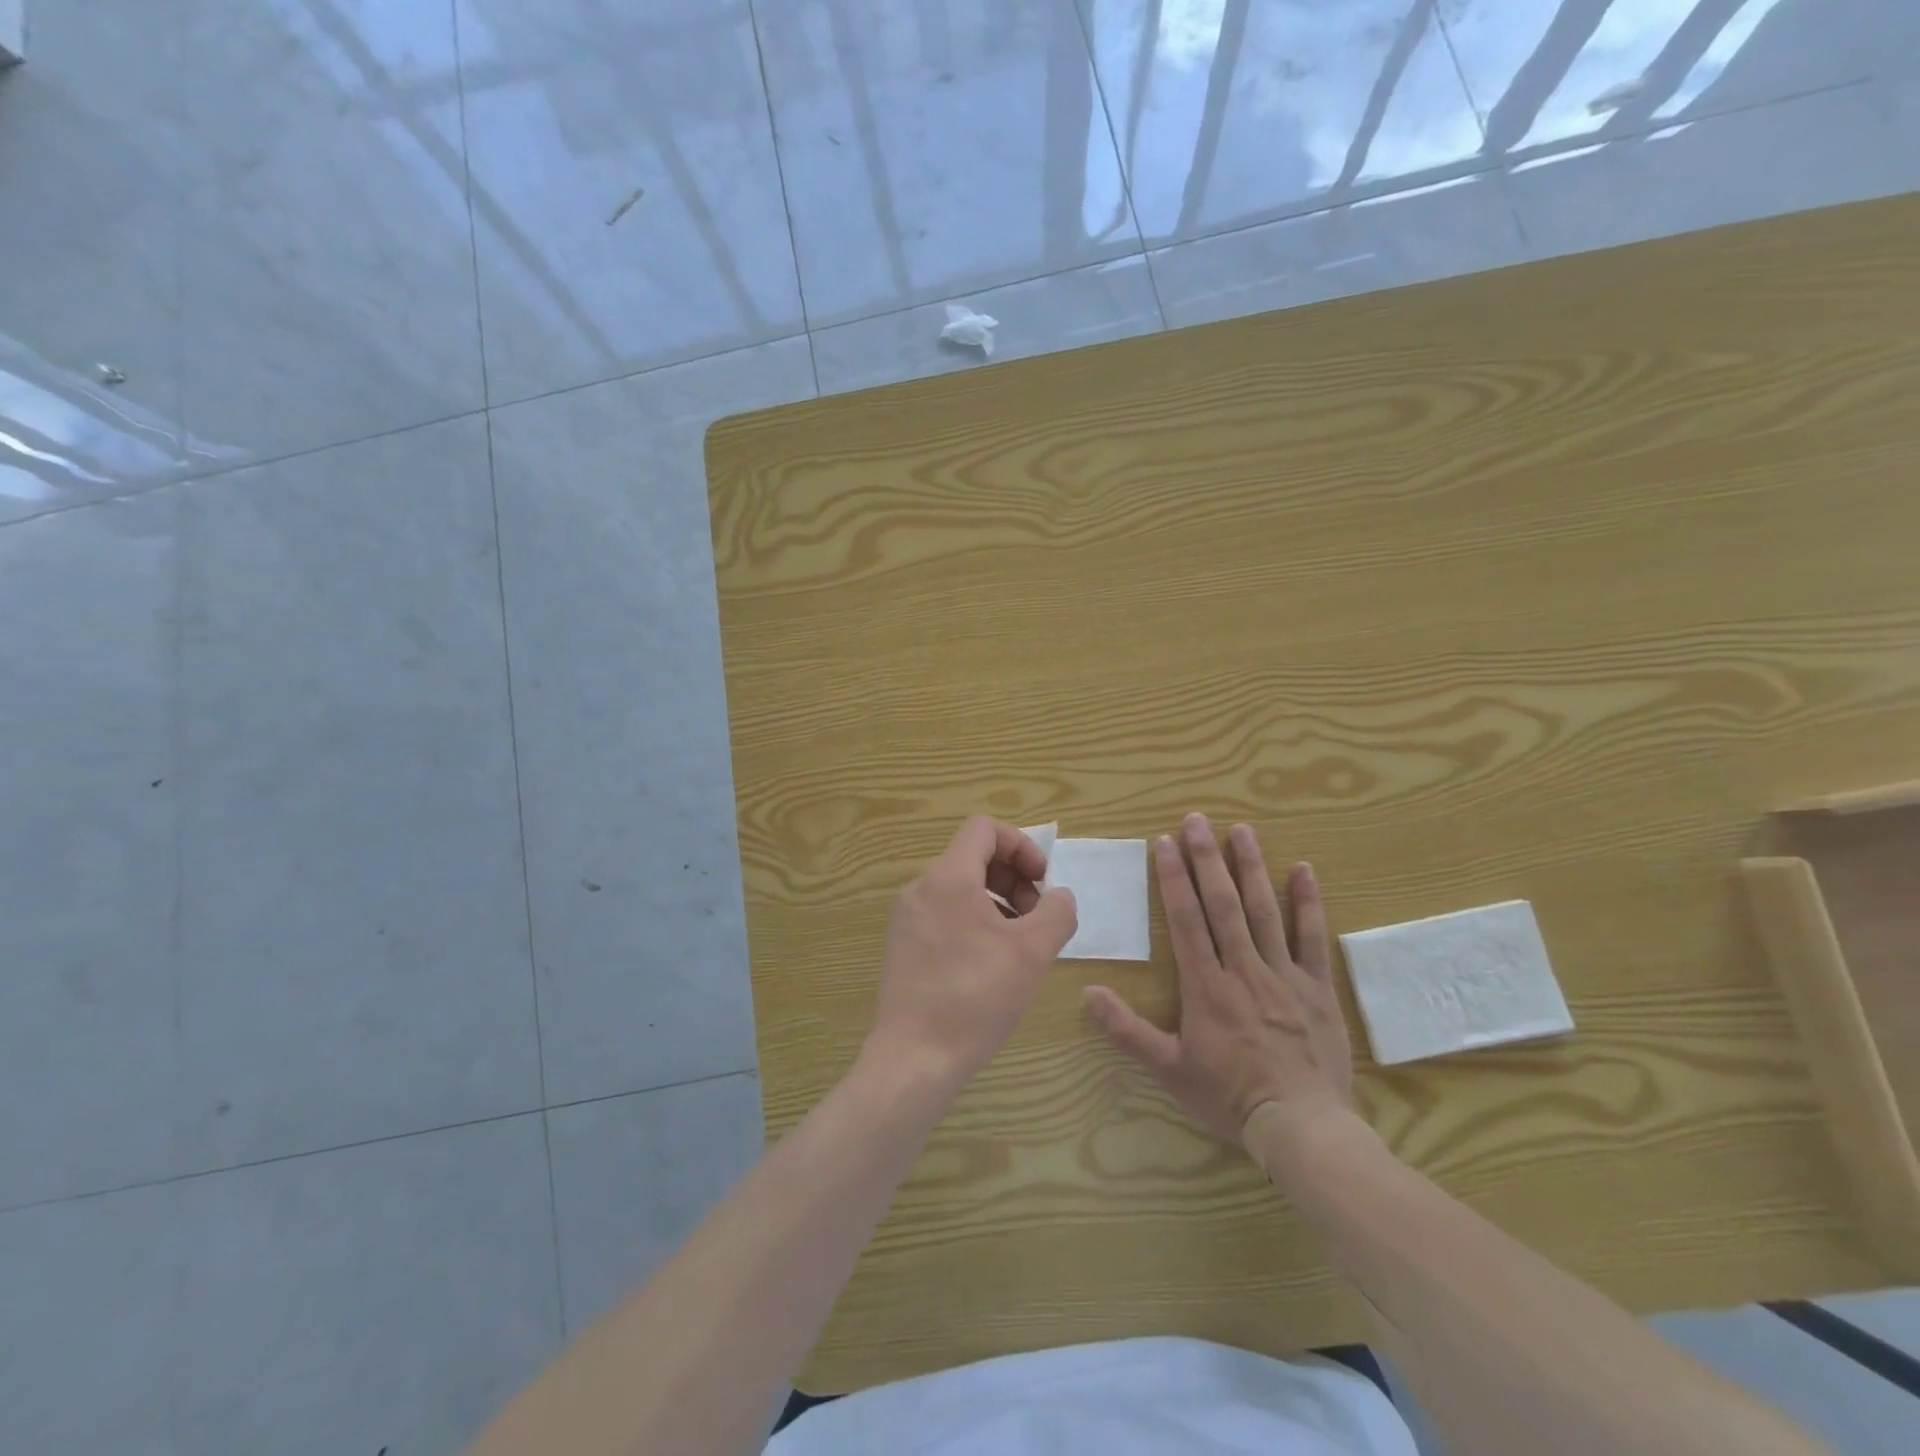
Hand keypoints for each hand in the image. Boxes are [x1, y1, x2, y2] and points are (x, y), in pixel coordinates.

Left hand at [866, 816, 1077, 1089]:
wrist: (914, 1058)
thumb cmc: (976, 998)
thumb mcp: (1033, 952)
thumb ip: (1057, 912)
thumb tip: (1058, 897)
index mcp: (948, 877)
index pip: (984, 829)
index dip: (1021, 845)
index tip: (1041, 883)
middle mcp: (921, 887)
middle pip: (973, 856)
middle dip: (1013, 877)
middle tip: (1036, 918)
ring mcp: (907, 917)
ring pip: (960, 887)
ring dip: (997, 901)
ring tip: (1019, 944)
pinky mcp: (902, 944)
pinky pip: (944, 913)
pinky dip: (974, 920)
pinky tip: (990, 963)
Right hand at [1084, 814, 1353, 1146]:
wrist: (1302, 1126)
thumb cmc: (1230, 1098)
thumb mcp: (1169, 1070)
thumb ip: (1127, 1031)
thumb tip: (1088, 993)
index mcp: (1206, 986)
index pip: (1186, 920)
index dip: (1173, 879)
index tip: (1165, 843)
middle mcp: (1243, 968)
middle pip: (1223, 904)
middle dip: (1207, 859)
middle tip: (1198, 819)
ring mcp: (1283, 974)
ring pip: (1264, 911)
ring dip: (1250, 867)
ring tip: (1241, 829)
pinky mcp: (1316, 988)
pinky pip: (1312, 938)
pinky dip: (1308, 902)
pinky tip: (1303, 869)